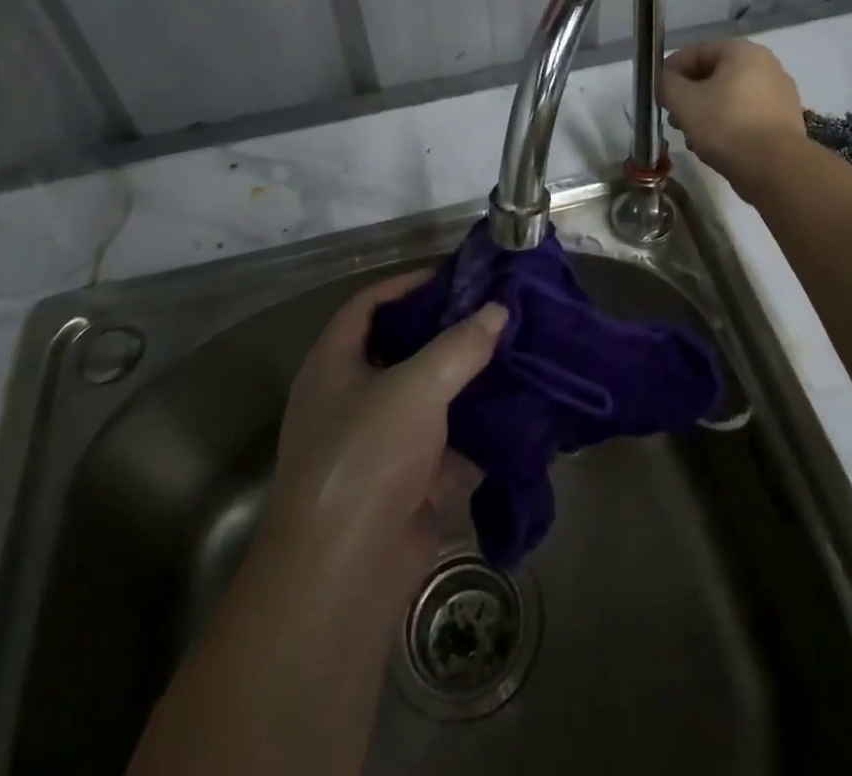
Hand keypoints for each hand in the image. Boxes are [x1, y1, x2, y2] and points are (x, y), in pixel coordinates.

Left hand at [265, 272, 507, 602]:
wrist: (345, 575)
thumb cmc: (366, 458)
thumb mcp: (416, 388)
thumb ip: (460, 345)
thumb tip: (498, 310)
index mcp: (335, 364)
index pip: (369, 305)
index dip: (408, 284)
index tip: (456, 276)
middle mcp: (352, 396)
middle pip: (403, 348)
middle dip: (448, 330)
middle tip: (496, 311)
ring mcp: (380, 441)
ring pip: (430, 395)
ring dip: (468, 378)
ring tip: (514, 350)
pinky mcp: (407, 480)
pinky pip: (447, 440)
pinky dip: (477, 426)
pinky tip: (516, 406)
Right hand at [661, 40, 805, 193]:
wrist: (775, 168)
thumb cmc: (725, 125)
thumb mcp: (684, 102)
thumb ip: (667, 84)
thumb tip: (665, 81)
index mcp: (743, 52)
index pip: (697, 51)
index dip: (671, 69)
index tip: (657, 92)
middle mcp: (766, 66)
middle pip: (715, 74)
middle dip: (689, 94)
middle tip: (672, 115)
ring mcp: (780, 94)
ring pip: (730, 97)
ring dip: (706, 112)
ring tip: (690, 136)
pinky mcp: (784, 121)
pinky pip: (747, 115)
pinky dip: (727, 124)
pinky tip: (713, 146)